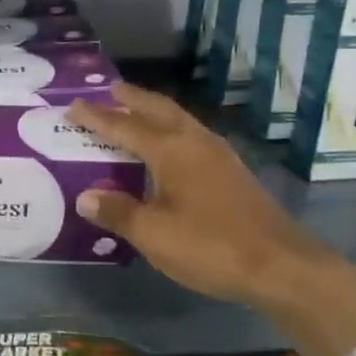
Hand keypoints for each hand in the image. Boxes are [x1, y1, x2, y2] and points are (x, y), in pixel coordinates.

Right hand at [68, 84, 355, 355]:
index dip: (97, 117)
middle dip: (133, 99)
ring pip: (180, 120)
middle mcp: (195, 143)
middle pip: (159, 110)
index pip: (125, 127)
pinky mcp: (233, 172)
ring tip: (137, 110)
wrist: (281, 266)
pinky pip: (193, 136)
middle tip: (111, 89)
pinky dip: (173, 130)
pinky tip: (172, 146)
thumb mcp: (153, 234)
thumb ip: (118, 212)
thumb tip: (85, 196)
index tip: (73, 105)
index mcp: (171, 151)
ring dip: (155, 111)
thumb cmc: (210, 246)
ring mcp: (219, 156)